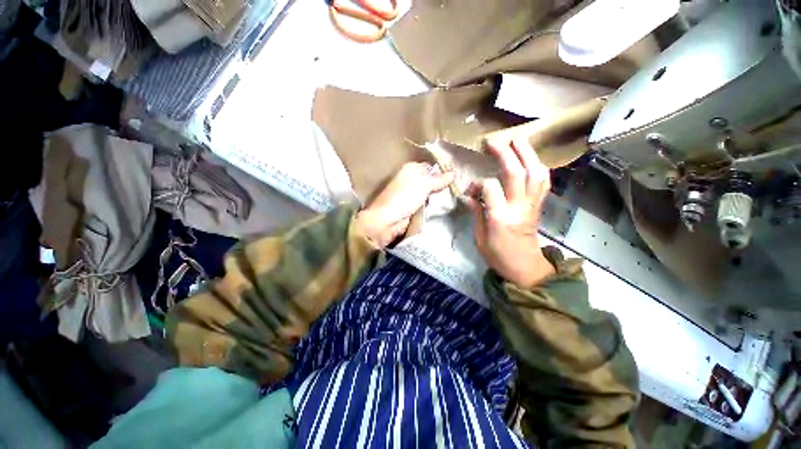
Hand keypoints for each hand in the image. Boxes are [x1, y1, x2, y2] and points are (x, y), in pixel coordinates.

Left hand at [356, 162, 454, 247]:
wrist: (387, 220)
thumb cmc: (404, 197)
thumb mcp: (424, 184)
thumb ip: (439, 179)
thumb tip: (454, 172)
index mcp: (411, 169)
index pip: (432, 167)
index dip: (444, 171)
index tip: (459, 176)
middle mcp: (412, 179)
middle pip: (432, 180)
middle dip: (444, 184)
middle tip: (460, 188)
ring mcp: (412, 194)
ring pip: (431, 192)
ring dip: (440, 196)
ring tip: (457, 196)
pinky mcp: (413, 207)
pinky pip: (427, 203)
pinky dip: (434, 204)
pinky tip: (446, 205)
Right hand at [465, 138, 555, 288]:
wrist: (526, 268)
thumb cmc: (498, 256)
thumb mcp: (480, 238)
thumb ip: (476, 213)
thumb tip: (467, 195)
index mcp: (500, 219)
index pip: (490, 189)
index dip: (479, 183)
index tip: (470, 189)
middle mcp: (519, 208)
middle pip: (516, 174)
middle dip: (505, 154)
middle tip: (494, 141)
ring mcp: (533, 205)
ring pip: (535, 173)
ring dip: (527, 153)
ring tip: (517, 139)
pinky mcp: (539, 205)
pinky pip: (542, 181)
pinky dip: (537, 166)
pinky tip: (530, 158)